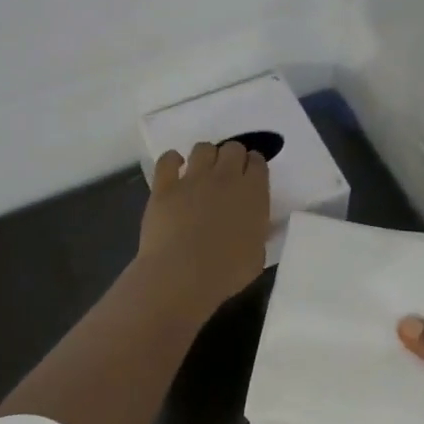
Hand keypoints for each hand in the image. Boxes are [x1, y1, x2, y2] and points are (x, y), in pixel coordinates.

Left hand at [136, 141, 270, 311]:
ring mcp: (194, 178)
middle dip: (231, 157)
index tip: (249, 177)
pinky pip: (168, 159)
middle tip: (226, 176)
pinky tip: (174, 169)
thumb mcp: (257, 256)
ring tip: (201, 172)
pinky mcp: (165, 185)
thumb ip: (258, 232)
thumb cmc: (226, 273)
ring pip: (203, 148)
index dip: (253, 166)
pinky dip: (172, 160)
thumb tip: (255, 225)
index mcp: (253, 193)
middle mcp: (225, 177)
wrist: (182, 276)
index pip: (258, 162)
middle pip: (233, 148)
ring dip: (205, 156)